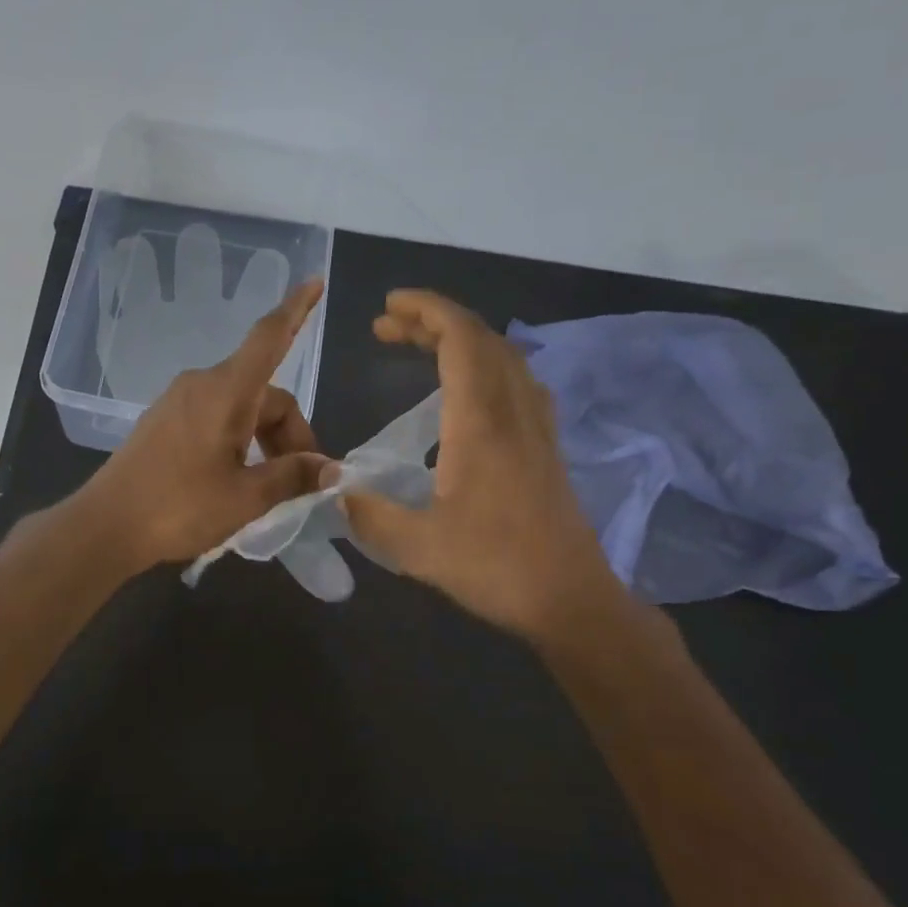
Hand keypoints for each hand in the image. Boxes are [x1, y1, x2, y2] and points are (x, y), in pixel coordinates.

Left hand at [78, 278, 329, 569]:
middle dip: (290, 433)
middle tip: (302, 481)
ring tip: (269, 486)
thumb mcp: (246, 497)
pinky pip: (216, 417)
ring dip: (264, 439)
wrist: (106, 525)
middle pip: (264, 393)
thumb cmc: (180, 507)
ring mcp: (179, 401)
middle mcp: (202, 385)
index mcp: (226, 392)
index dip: (296, 310)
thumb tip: (330, 469)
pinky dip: (238, 440)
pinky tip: (238, 478)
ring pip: (240, 408)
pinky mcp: (164, 421)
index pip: (268, 338)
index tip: (315, 282)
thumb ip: (292, 476)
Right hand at [340, 289, 630, 644]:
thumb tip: (335, 490)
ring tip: (420, 346)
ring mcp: (537, 427)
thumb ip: (370, 515)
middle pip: (482, 339)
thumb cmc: (496, 569)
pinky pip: (518, 381)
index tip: (388, 307)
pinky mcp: (546, 446)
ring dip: (462, 339)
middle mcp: (514, 412)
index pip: (461, 340)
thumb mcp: (418, 549)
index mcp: (482, 425)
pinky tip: (466, 388)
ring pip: (504, 357)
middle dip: (433, 320)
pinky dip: (485, 364)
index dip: (426, 311)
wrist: (571, 600)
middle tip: (387, 327)